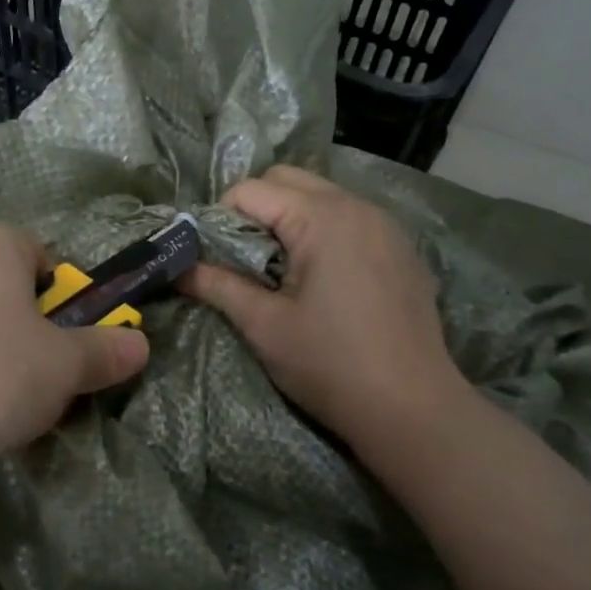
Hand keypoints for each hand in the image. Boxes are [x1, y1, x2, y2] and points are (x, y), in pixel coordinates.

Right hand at [182, 166, 466, 448]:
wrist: (414, 409)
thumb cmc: (331, 364)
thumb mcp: (264, 326)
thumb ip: (217, 286)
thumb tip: (176, 269)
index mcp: (322, 217)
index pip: (251, 190)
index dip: (219, 219)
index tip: (211, 258)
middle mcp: (357, 206)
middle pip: (288, 180)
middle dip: (255, 210)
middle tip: (242, 260)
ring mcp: (386, 225)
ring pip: (321, 196)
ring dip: (290, 220)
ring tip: (279, 271)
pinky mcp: (401, 249)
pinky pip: (350, 220)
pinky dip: (323, 233)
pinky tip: (322, 281)